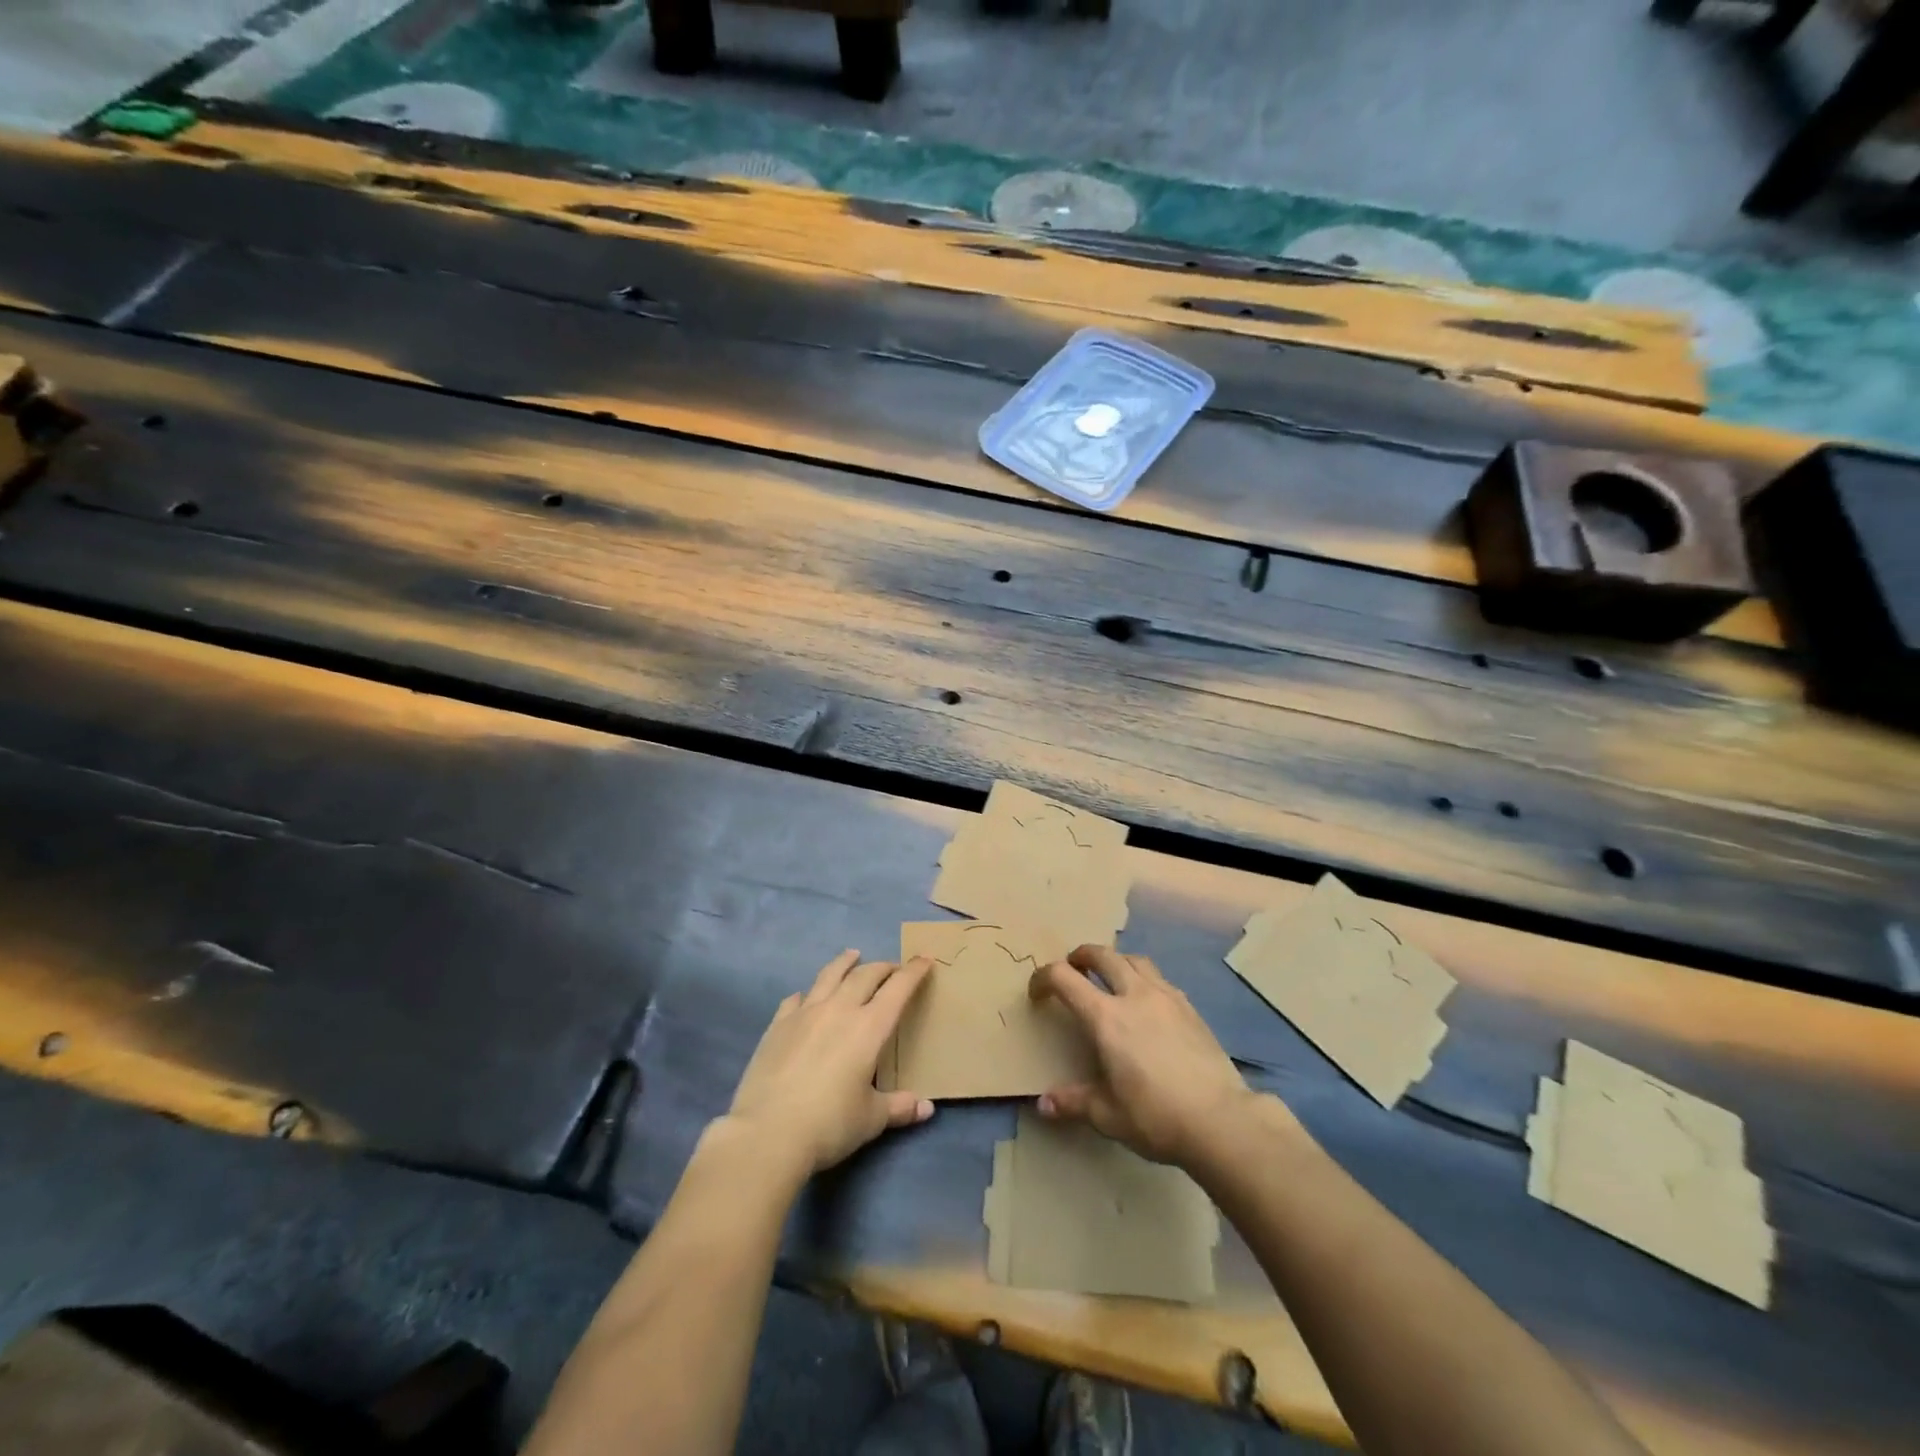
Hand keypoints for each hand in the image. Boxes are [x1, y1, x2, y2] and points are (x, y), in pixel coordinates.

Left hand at [725, 950, 935, 1179]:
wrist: (767, 1134)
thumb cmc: (829, 1125)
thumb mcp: (871, 1119)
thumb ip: (899, 1107)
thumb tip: (926, 1108)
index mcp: (869, 1028)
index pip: (898, 989)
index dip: (913, 972)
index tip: (924, 958)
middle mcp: (839, 1010)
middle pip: (865, 975)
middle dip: (883, 967)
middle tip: (892, 968)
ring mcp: (805, 1013)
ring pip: (829, 975)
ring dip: (845, 963)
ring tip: (852, 955)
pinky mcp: (777, 1025)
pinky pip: (796, 999)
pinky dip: (808, 993)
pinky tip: (806, 997)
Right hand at [1028, 945, 1256, 1165]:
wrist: (1221, 1120)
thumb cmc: (1156, 1116)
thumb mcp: (1108, 1116)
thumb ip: (1074, 1103)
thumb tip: (1043, 1104)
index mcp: (1106, 1017)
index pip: (1064, 978)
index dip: (1043, 978)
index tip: (1037, 993)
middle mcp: (1134, 995)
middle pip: (1102, 955)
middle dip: (1081, 956)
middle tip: (1073, 968)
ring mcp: (1166, 997)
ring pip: (1134, 960)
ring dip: (1115, 961)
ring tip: (1110, 978)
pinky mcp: (1190, 1008)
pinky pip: (1160, 979)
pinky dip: (1143, 979)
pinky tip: (1147, 1003)